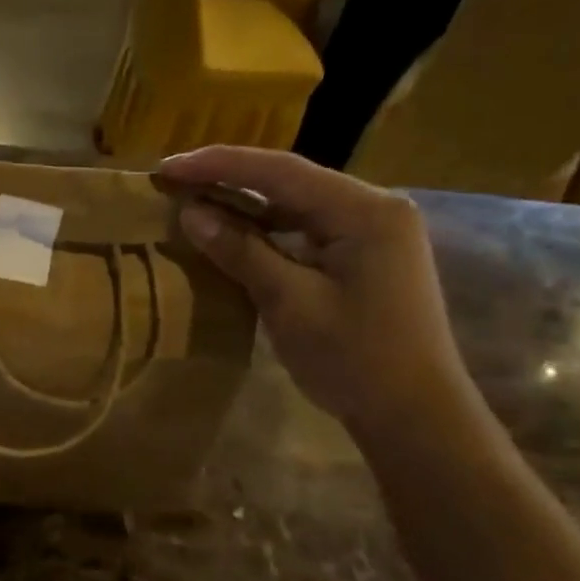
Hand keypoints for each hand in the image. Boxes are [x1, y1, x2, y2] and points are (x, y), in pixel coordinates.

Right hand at [158, 148, 477, 433]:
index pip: (280, 172)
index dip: (218, 165)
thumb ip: (241, 251)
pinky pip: (306, 229)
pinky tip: (233, 233)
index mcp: (364, 210)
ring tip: (193, 200)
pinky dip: (266, 230)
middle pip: (290, 181)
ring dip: (245, 204)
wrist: (413, 415)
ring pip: (297, 204)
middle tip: (173, 180)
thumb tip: (191, 213)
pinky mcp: (365, 256)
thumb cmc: (354, 359)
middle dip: (229, 179)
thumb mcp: (289, 303)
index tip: (166, 167)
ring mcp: (373, 232)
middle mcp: (373, 208)